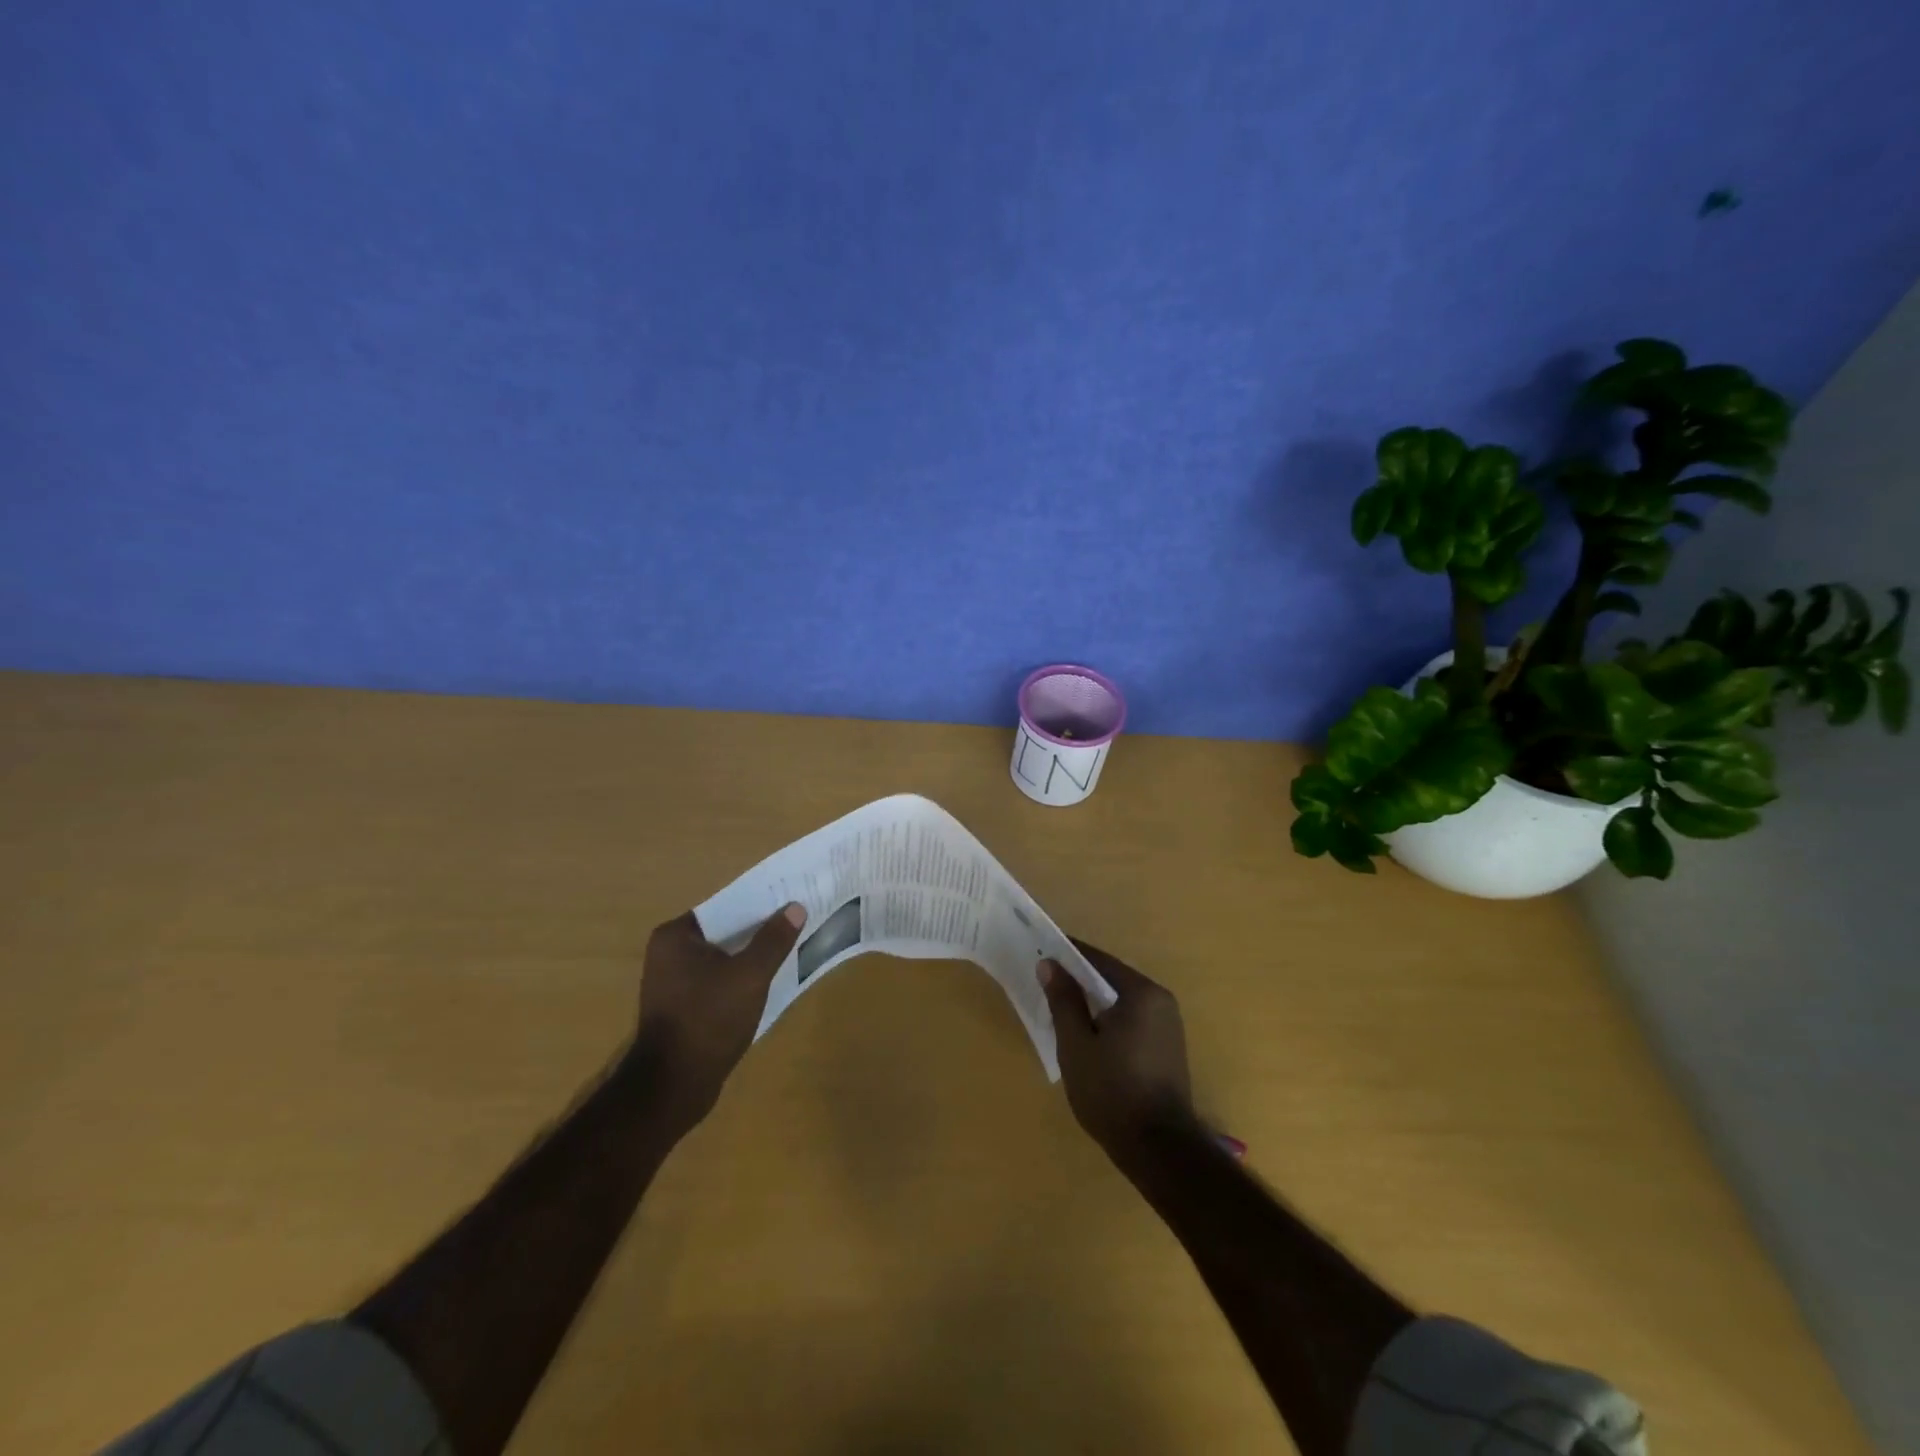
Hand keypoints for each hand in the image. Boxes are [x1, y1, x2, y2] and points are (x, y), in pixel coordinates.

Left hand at [630, 904, 806, 1130]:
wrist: (673, 1086)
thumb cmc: (709, 1020)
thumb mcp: (750, 975)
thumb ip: (773, 940)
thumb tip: (795, 907)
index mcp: (675, 937)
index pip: (724, 907)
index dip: (758, 904)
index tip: (788, 903)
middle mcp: (667, 954)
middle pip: (724, 933)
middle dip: (757, 932)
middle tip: (794, 926)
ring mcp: (672, 984)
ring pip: (722, 960)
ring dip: (750, 958)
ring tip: (787, 952)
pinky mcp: (681, 1009)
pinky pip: (716, 983)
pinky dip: (739, 981)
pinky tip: (765, 986)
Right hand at [1039, 938, 1195, 1172]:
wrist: (1158, 1149)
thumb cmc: (1111, 1092)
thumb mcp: (1076, 1044)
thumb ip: (1063, 1000)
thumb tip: (1049, 964)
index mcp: (1141, 993)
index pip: (1098, 960)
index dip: (1067, 956)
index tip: (1040, 953)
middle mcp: (1161, 1001)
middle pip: (1111, 979)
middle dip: (1079, 981)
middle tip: (1045, 984)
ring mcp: (1168, 1025)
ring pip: (1121, 1002)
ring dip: (1093, 1003)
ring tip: (1061, 1010)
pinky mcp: (1168, 1047)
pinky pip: (1132, 1020)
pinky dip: (1109, 1020)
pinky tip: (1088, 1036)